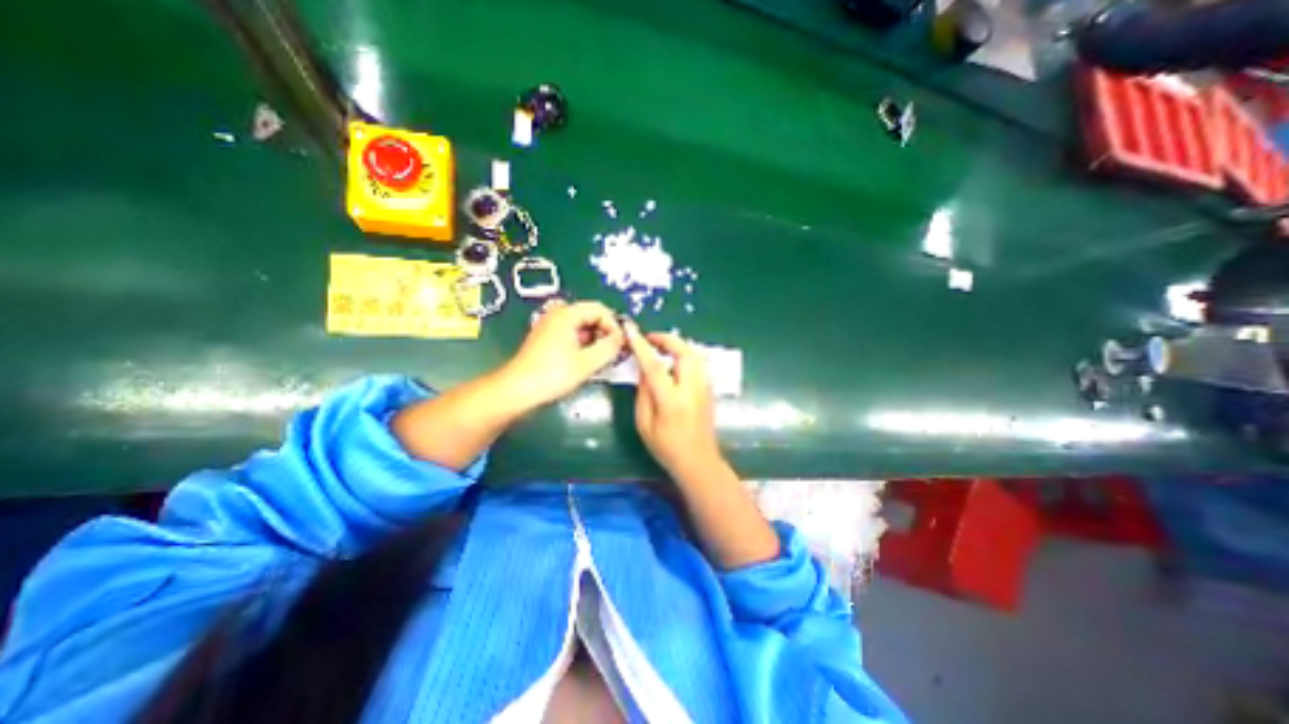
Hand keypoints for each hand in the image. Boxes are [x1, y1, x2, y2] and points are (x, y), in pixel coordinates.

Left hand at [497, 300, 623, 413]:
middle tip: (614, 354)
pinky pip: (572, 336)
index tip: (620, 345)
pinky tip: (587, 363)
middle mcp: (558, 315)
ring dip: (596, 342)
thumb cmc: (553, 375)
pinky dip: (584, 346)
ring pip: (582, 328)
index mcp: (567, 314)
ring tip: (602, 361)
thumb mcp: (587, 363)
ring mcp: (550, 327)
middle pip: (591, 316)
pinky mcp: (547, 339)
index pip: (600, 310)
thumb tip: (622, 339)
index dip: (614, 326)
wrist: (517, 391)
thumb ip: (610, 348)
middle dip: (605, 334)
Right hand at [626, 321, 723, 479]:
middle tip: (651, 338)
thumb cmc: (667, 448)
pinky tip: (675, 360)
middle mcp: (692, 389)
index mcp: (671, 401)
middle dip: (667, 339)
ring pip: (695, 355)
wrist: (699, 462)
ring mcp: (704, 388)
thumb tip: (644, 370)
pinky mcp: (709, 389)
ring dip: (678, 345)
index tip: (632, 332)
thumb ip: (643, 394)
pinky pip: (699, 363)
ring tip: (661, 347)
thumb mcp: (644, 424)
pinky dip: (686, 354)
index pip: (655, 366)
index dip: (642, 346)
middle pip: (684, 352)